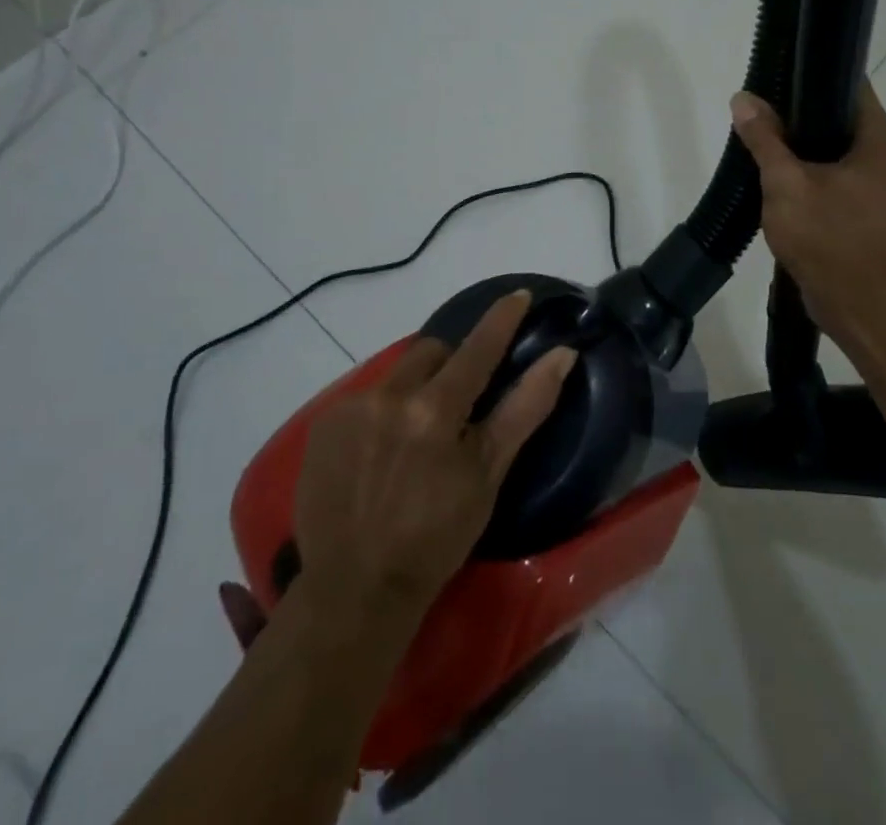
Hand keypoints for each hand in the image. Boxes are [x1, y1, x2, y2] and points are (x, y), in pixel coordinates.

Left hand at [242, 292, 573, 631]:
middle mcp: (389, 396)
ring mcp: (350, 408)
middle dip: (451, 366)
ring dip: (414, 389)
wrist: (355, 590)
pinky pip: (365, 397)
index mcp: (435, 409)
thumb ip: (525, 408)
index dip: (501, 319)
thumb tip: (562, 355)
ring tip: (415, 436)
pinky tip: (380, 452)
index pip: (478, 348)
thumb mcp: (489, 474)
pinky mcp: (323, 425)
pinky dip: (382, 412)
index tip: (518, 295)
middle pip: (431, 352)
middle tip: (458, 405)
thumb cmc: (436, 537)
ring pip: (397, 374)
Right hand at [730, 83, 885, 343]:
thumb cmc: (826, 236)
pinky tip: (777, 173)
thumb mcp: (785, 182)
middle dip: (800, 112)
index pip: (851, 86)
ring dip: (801, 144)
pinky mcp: (866, 208)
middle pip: (841, 116)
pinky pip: (835, 174)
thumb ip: (764, 138)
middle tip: (761, 108)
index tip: (779, 75)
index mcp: (880, 140)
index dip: (815, 74)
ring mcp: (879, 184)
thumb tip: (743, 98)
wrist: (855, 304)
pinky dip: (809, 169)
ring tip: (762, 136)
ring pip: (835, 147)